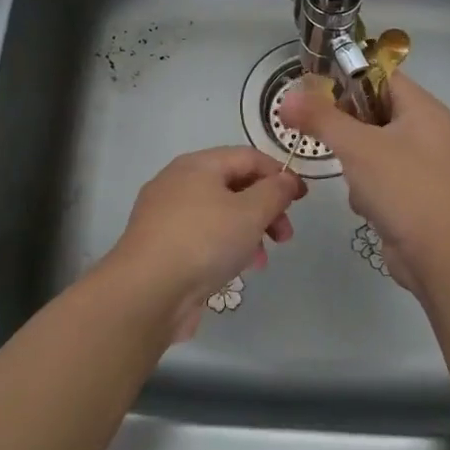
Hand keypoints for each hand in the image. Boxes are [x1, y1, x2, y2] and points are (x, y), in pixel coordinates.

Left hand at [102, 148, 306, 341]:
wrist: (146, 292)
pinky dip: (225, 248)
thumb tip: (285, 179)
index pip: (247, 156)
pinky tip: (236, 271)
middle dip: (265, 208)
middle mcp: (177, 183)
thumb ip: (274, 192)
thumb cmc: (203, 241)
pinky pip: (202, 238)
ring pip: (219, 215)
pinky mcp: (161, 247)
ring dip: (248, 232)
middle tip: (285, 235)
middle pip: (233, 186)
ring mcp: (165, 216)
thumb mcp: (250, 212)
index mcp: (197, 165)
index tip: (302, 199)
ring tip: (261, 260)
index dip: (279, 174)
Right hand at [278, 73, 449, 295]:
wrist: (439, 255)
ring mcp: (421, 163)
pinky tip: (364, 202)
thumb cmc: (402, 188)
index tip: (313, 92)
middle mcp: (426, 130)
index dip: (346, 78)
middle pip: (373, 110)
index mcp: (423, 109)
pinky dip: (365, 186)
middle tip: (321, 133)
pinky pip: (379, 174)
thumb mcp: (356, 146)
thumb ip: (320, 118)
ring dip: (353, 160)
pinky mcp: (413, 192)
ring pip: (372, 145)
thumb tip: (286, 98)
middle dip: (346, 126)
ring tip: (351, 176)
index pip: (380, 76)